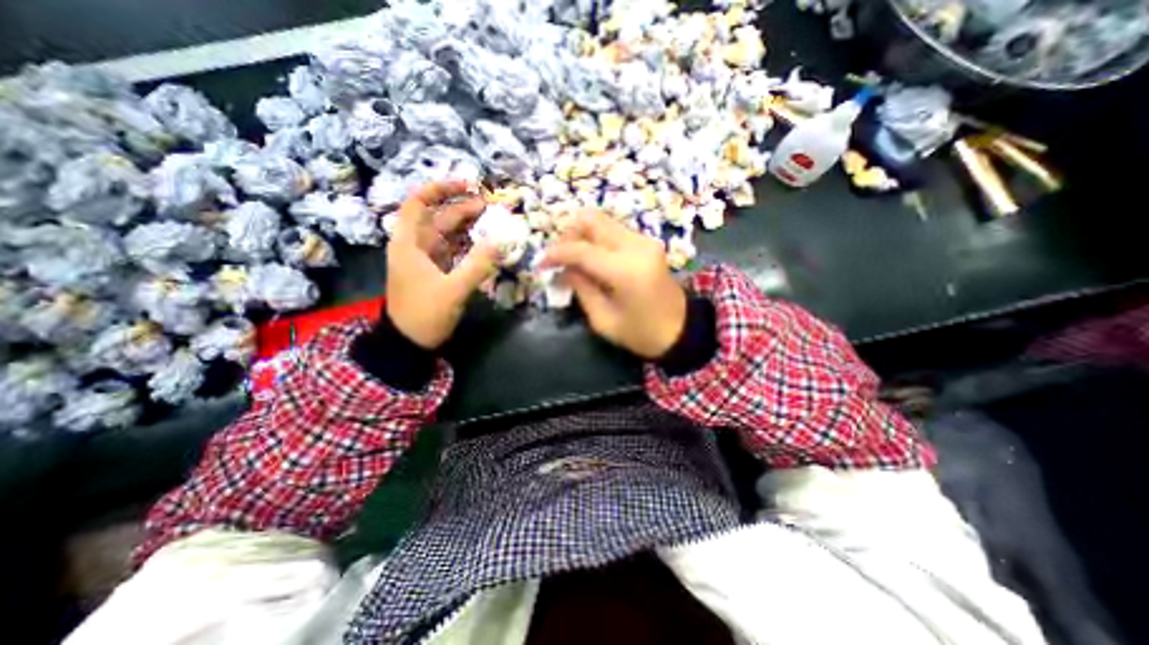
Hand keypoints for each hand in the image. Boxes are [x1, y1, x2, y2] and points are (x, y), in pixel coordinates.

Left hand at [387, 183, 498, 349]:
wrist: (410, 342)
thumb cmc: (425, 314)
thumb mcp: (453, 290)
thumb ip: (477, 265)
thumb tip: (501, 241)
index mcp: (409, 244)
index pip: (418, 203)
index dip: (440, 189)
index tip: (466, 185)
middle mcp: (415, 246)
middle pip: (437, 217)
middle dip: (462, 208)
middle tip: (490, 205)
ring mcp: (426, 259)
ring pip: (446, 233)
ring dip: (467, 225)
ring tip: (490, 220)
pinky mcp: (435, 271)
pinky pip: (452, 250)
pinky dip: (467, 243)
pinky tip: (483, 241)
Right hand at [544, 209, 686, 356]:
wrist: (681, 330)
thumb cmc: (641, 334)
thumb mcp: (603, 320)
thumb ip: (581, 288)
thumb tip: (562, 268)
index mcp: (626, 271)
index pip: (581, 249)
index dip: (555, 253)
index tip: (540, 264)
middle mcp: (637, 246)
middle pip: (591, 219)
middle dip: (567, 234)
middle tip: (559, 258)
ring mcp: (645, 240)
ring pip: (602, 221)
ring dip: (581, 235)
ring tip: (573, 260)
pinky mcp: (647, 242)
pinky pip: (613, 230)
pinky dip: (595, 239)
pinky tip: (591, 260)